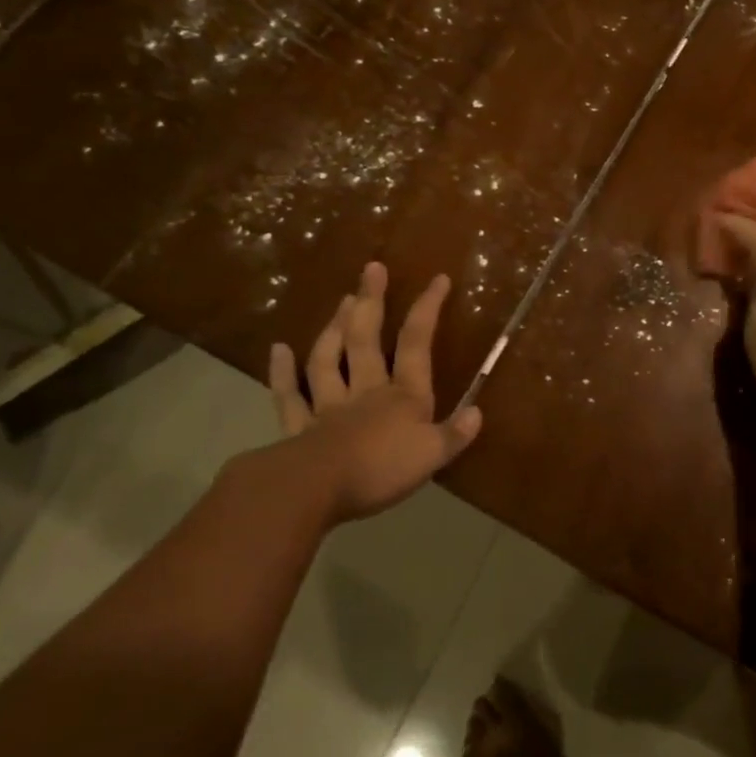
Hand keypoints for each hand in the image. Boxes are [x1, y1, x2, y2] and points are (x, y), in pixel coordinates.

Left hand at [222, 262, 482, 527]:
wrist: (316, 488)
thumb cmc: (380, 469)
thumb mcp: (432, 456)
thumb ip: (455, 434)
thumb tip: (477, 412)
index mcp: (403, 395)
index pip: (417, 343)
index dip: (427, 309)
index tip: (438, 279)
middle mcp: (365, 391)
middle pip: (367, 339)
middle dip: (372, 301)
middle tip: (372, 268)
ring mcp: (328, 406)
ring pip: (329, 359)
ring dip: (335, 328)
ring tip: (342, 301)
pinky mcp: (299, 428)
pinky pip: (290, 396)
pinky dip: (283, 373)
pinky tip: (278, 350)